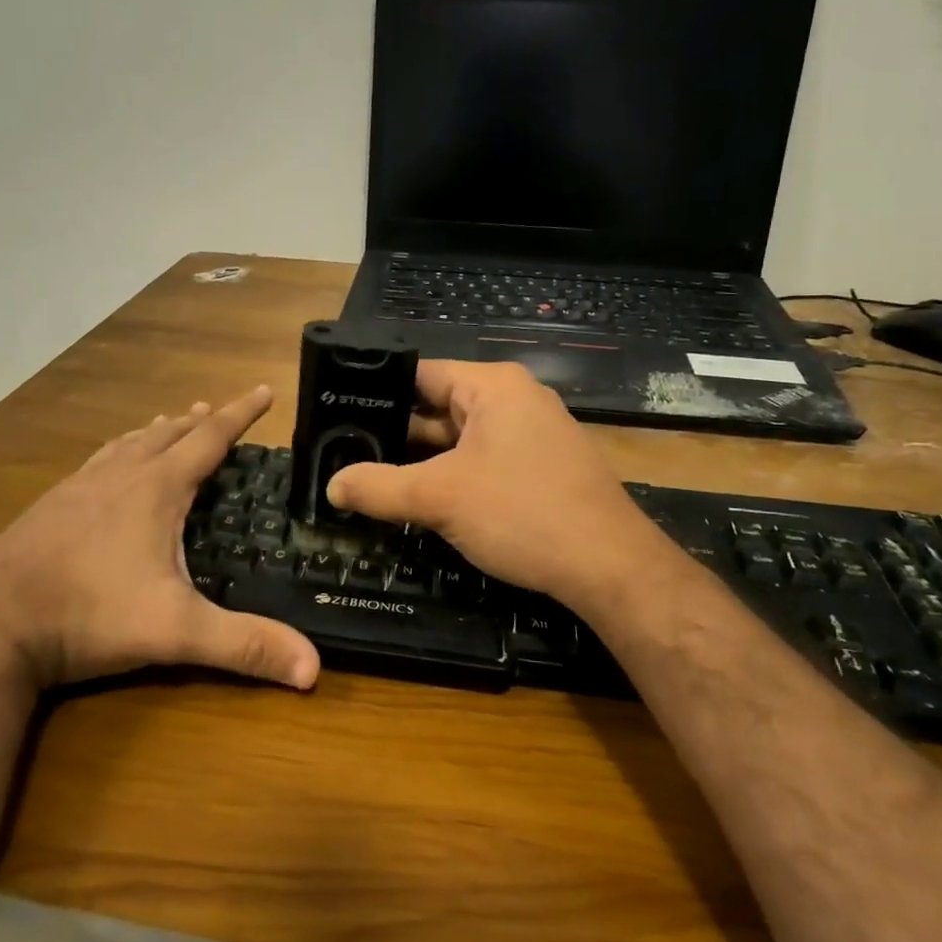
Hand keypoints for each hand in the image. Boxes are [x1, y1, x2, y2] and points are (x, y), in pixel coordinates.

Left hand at [0, 387, 319, 690]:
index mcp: (156, 489)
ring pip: (128, 445)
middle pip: (168, 434)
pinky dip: (119, 453)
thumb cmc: (89, 614)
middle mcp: (119, 476)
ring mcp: (79, 488)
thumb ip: (244, 645)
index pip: (210, 439)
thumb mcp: (175, 631)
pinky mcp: (50, 507)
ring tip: (169, 425)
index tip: (264, 389)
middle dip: (199, 421)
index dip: (241, 413)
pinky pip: (97, 463)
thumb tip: (314, 668)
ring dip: (156, 433)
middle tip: (217, 410)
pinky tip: (108, 470)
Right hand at [326, 361, 684, 618]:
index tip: (339, 414)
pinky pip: (482, 461)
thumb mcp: (440, 499)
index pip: (421, 374)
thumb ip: (379, 488)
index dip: (377, 392)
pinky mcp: (540, 468)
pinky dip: (451, 477)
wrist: (609, 567)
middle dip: (396, 434)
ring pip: (459, 440)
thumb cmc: (522, 513)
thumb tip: (332, 486)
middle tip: (344, 453)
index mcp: (493, 387)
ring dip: (422, 461)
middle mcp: (514, 400)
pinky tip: (420, 499)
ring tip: (369, 477)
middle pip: (438, 408)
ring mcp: (531, 435)